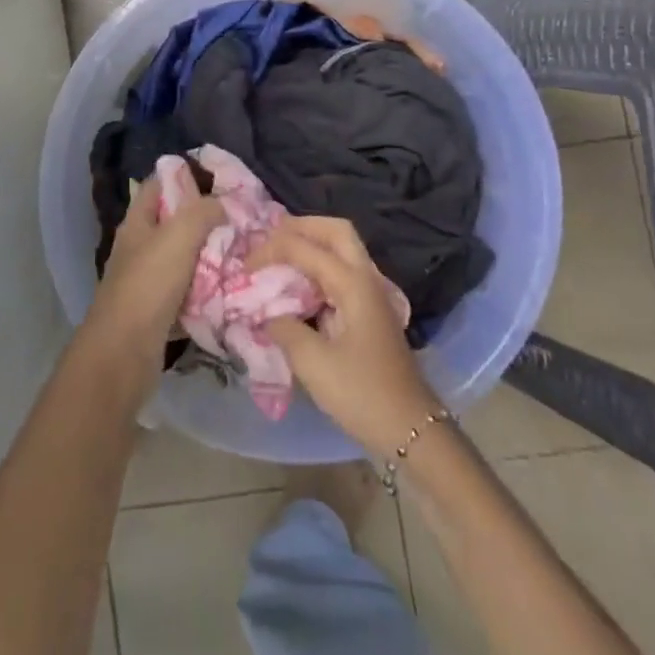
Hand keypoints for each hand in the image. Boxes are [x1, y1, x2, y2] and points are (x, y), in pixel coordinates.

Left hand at [80, 174, 223, 394]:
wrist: (124, 353)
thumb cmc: (148, 285)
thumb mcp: (178, 237)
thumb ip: (201, 212)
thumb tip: (222, 203)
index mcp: (137, 224)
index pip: (158, 185)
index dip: (185, 177)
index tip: (220, 181)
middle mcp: (140, 248)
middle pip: (174, 223)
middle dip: (205, 219)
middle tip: (240, 219)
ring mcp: (147, 281)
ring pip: (184, 259)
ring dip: (210, 256)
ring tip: (243, 250)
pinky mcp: (158, 311)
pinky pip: (188, 292)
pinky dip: (207, 290)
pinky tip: (230, 287)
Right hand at [258, 217, 440, 455]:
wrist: (410, 428)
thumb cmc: (362, 393)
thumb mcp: (313, 363)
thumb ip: (284, 329)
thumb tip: (267, 314)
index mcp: (353, 284)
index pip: (306, 248)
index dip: (271, 250)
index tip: (244, 267)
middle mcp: (366, 278)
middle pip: (336, 231)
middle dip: (301, 226)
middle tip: (269, 238)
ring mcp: (372, 294)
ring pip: (342, 249)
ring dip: (311, 243)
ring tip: (278, 255)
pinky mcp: (370, 311)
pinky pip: (343, 271)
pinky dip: (318, 266)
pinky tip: (298, 285)